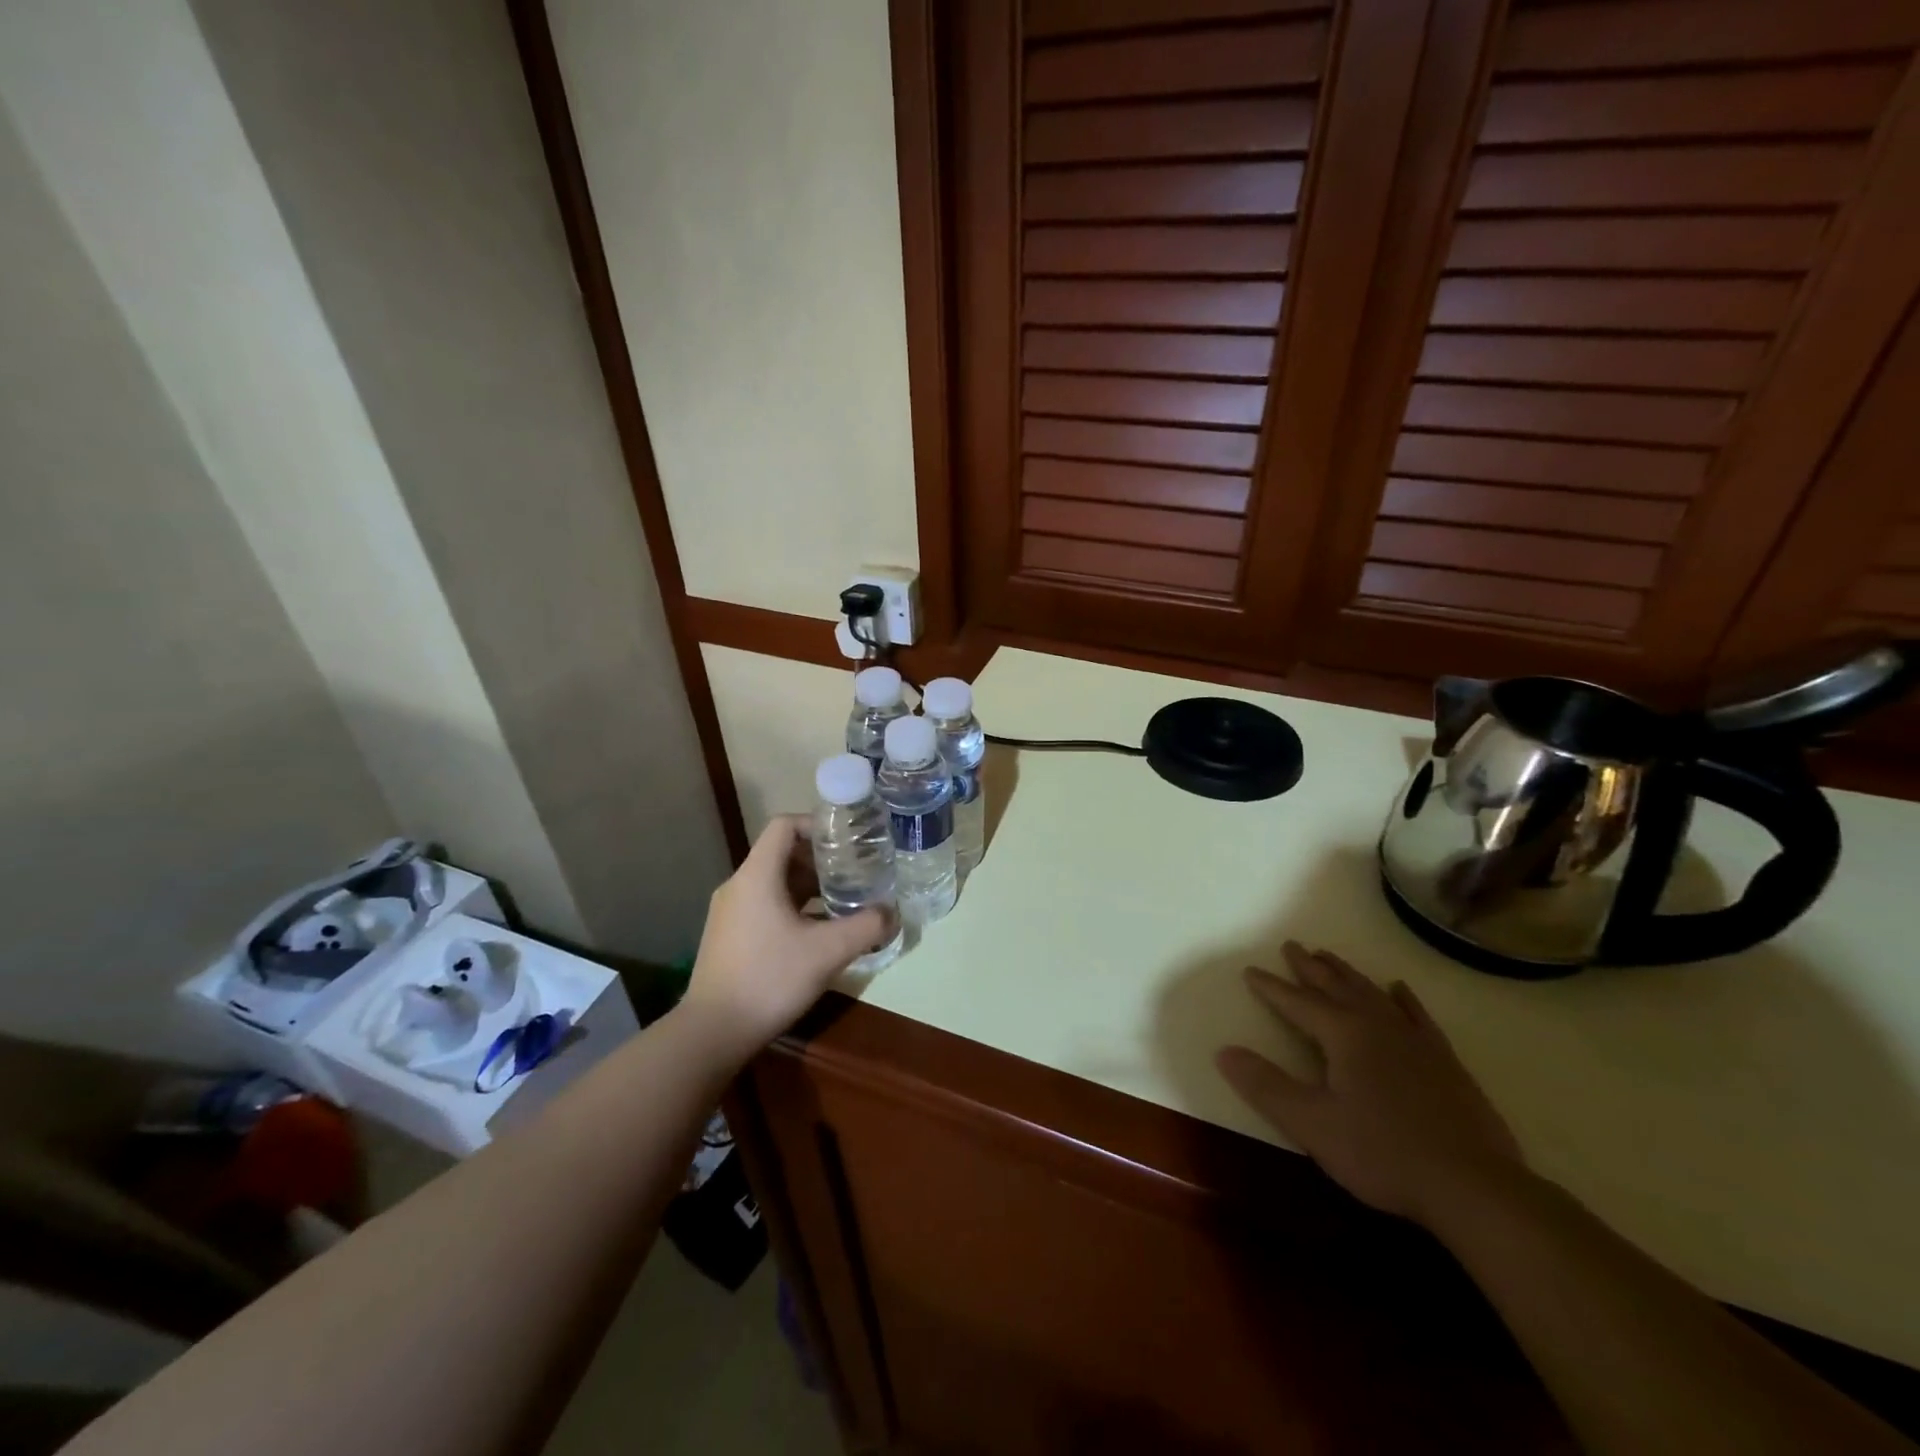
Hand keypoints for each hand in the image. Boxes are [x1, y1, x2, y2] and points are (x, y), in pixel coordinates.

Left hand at [679, 816, 893, 1063]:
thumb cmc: (770, 979)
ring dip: (808, 886)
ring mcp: (729, 912)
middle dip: (820, 860)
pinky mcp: (728, 936)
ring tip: (842, 901)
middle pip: (781, 854)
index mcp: (757, 876)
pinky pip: (764, 905)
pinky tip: (817, 932)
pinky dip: (793, 907)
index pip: (784, 826)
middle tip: (854, 872)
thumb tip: (892, 913)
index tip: (847, 842)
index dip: (817, 826)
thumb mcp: (828, 952)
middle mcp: (739, 886)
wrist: (713, 1032)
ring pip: (774, 883)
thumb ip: (866, 927)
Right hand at [1217, 942, 1523, 1225]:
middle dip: (1310, 967)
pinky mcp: (1445, 1062)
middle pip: (1336, 987)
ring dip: (1347, 974)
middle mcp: (1378, 1026)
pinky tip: (1398, 989)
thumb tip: (1224, 1051)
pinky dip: (1403, 999)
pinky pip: (1417, 1016)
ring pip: (1372, 994)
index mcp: (1344, 1035)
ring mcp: (1416, 1041)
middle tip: (1291, 945)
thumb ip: (1266, 1086)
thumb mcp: (1312, 1124)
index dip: (1271, 987)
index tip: (1251, 970)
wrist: (1474, 1187)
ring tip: (1329, 957)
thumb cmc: (1384, 1153)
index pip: (1298, 1002)